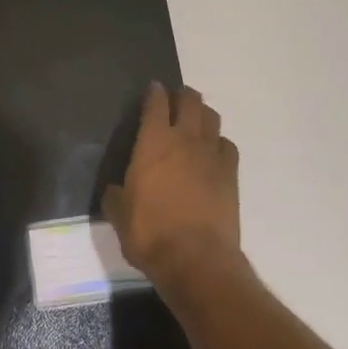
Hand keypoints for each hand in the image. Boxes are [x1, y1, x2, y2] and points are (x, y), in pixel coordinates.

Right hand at [103, 83, 243, 296]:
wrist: (196, 260)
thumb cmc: (150, 233)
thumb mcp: (119, 215)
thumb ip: (116, 195)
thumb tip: (116, 189)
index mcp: (154, 142)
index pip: (156, 103)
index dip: (154, 92)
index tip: (152, 89)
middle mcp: (185, 139)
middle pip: (190, 101)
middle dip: (182, 95)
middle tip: (174, 100)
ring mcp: (212, 155)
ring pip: (212, 118)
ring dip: (202, 113)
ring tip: (194, 121)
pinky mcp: (231, 174)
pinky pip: (227, 145)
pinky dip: (219, 142)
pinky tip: (212, 153)